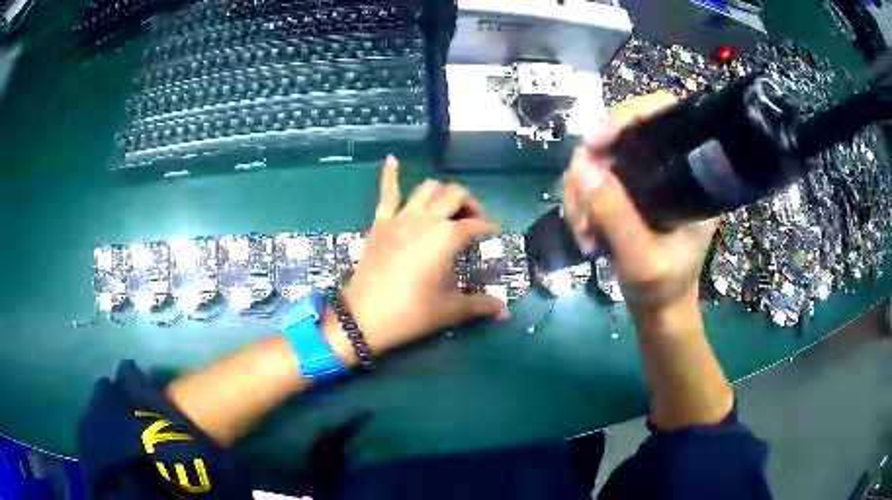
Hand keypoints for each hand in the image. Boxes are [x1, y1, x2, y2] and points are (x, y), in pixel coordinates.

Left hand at [341, 156, 509, 355]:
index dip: (489, 226)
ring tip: (447, 207)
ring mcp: (401, 218)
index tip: (496, 231)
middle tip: (473, 220)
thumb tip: (506, 314)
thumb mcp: (450, 310)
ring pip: (427, 189)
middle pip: (455, 195)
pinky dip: (390, 175)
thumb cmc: (411, 313)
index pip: (476, 224)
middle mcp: (426, 219)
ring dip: (442, 193)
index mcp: (447, 237)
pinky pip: (386, 193)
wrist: (364, 317)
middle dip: (469, 204)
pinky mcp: (381, 222)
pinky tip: (392, 159)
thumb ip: (481, 305)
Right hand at [562, 93, 715, 313]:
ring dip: (579, 191)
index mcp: (689, 175)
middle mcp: (666, 166)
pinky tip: (583, 229)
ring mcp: (642, 176)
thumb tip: (584, 169)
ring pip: (598, 156)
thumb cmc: (663, 288)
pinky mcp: (625, 189)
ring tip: (582, 232)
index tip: (595, 145)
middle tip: (581, 212)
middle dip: (590, 168)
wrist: (658, 307)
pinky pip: (589, 176)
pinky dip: (578, 200)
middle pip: (619, 134)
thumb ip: (618, 217)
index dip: (627, 117)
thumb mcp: (643, 261)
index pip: (663, 115)